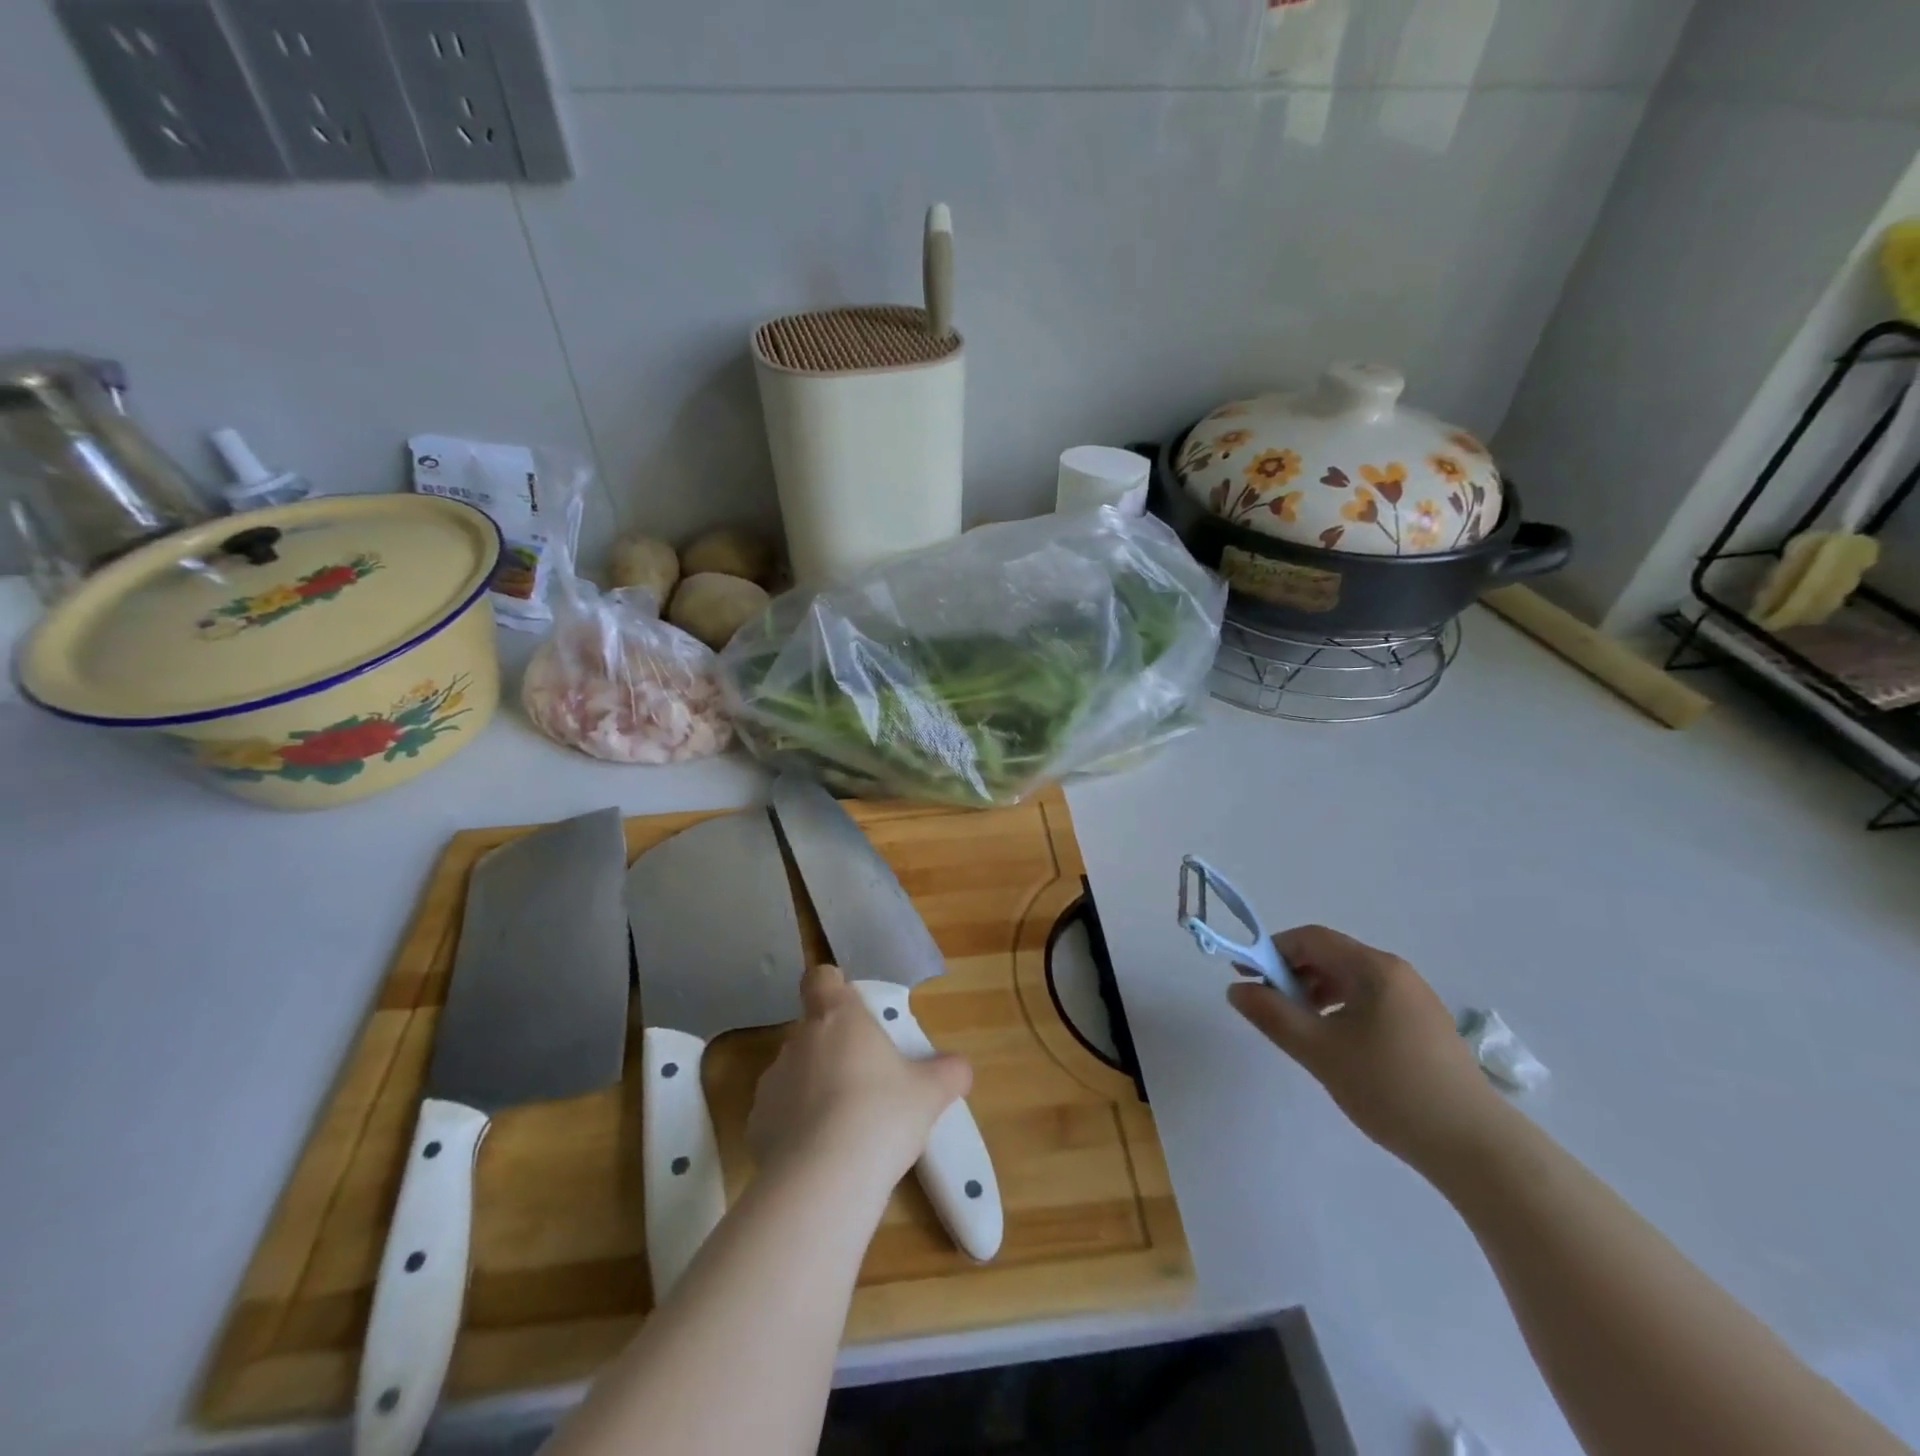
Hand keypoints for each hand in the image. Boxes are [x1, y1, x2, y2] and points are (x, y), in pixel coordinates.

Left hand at [749, 964, 972, 1188]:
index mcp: (838, 1017)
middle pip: (812, 1029)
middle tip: (865, 1079)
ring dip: (813, 1088)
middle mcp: (799, 1040)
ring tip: (843, 1125)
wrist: (824, 1180)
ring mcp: (772, 1081)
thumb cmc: (882, 1115)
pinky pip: (779, 1114)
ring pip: (794, 1072)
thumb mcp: (929, 1093)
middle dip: (833, 1049)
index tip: (849, 1007)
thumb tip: (960, 1067)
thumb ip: (948, 1072)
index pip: (820, 979)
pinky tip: (819, 1155)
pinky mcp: (755, 1124)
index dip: (831, 987)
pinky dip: (794, 1127)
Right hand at [1227, 925, 1501, 1170]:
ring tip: (1298, 1028)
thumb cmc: (1389, 1087)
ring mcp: (1415, 1000)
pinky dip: (1341, 1010)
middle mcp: (1396, 973)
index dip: (1272, 950)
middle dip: (1292, 974)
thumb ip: (1272, 1015)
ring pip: (1350, 981)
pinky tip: (1334, 1044)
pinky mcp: (1424, 1027)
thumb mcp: (1318, 1050)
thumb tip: (1237, 989)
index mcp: (1373, 968)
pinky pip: (1370, 1001)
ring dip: (1315, 993)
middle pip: (1331, 956)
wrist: (1474, 1147)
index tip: (1246, 976)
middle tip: (1268, 1005)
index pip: (1311, 938)